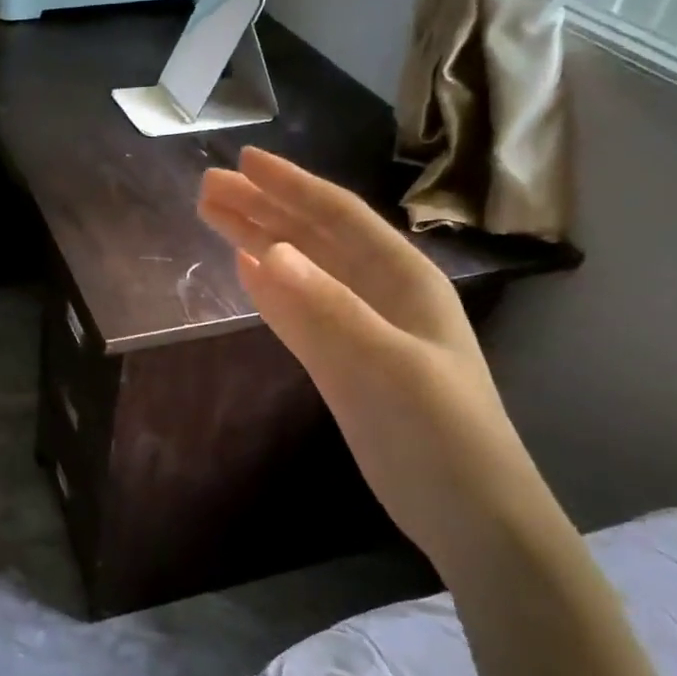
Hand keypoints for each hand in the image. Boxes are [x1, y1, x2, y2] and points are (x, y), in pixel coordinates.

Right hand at [198, 147, 557, 569]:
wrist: (469, 514)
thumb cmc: (439, 434)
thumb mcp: (386, 366)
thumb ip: (327, 308)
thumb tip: (266, 252)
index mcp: (402, 278)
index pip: (337, 216)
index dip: (290, 185)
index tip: (243, 161)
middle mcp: (380, 292)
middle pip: (312, 236)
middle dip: (263, 207)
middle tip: (207, 187)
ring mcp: (359, 326)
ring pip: (301, 269)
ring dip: (259, 240)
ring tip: (213, 215)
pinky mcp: (341, 360)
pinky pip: (297, 310)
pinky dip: (269, 288)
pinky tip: (245, 270)